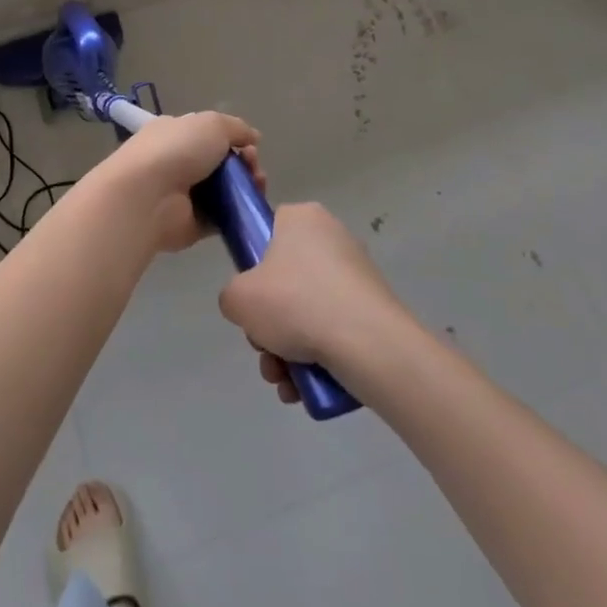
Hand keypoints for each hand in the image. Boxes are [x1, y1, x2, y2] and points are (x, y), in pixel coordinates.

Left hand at [95, 110, 263, 253]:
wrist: (148, 196)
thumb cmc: (177, 150)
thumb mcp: (212, 124)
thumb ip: (236, 128)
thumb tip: (253, 137)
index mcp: (175, 133)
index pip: (208, 135)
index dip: (233, 140)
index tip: (250, 147)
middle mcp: (177, 162)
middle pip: (220, 164)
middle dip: (245, 165)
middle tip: (255, 170)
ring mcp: (184, 195)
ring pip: (225, 191)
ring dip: (246, 188)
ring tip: (257, 187)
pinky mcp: (192, 224)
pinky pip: (222, 218)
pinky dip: (238, 214)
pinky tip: (250, 208)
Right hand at [218, 203, 411, 403]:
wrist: (368, 345)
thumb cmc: (295, 303)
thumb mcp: (238, 298)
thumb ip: (232, 297)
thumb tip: (249, 306)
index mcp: (302, 218)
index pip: (268, 230)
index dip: (253, 265)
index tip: (251, 296)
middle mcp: (332, 238)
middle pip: (285, 280)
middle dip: (269, 325)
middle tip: (264, 349)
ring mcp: (357, 275)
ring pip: (308, 312)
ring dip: (287, 350)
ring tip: (283, 380)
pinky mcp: (374, 309)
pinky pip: (334, 329)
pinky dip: (316, 357)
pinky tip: (304, 387)